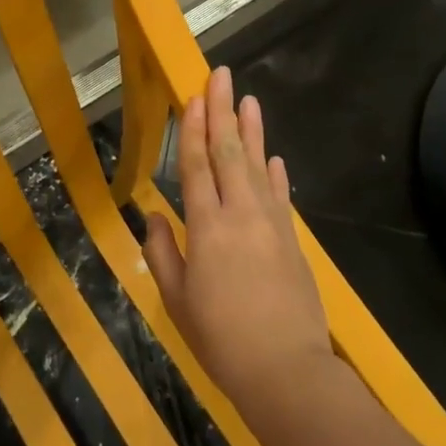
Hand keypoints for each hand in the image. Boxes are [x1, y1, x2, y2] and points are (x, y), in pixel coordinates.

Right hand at [146, 66, 337, 415]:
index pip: (197, 166)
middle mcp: (240, 214)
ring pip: (259, 165)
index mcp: (207, 227)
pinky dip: (276, 173)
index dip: (194, 129)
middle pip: (230, 152)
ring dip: (253, 130)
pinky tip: (275, 156)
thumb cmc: (221, 339)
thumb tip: (153, 215)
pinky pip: (281, 195)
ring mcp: (271, 224)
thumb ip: (162, 253)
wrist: (286, 370)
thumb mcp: (177, 301)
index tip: (194, 95)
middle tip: (221, 75)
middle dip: (223, 110)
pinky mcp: (291, 239)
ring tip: (249, 99)